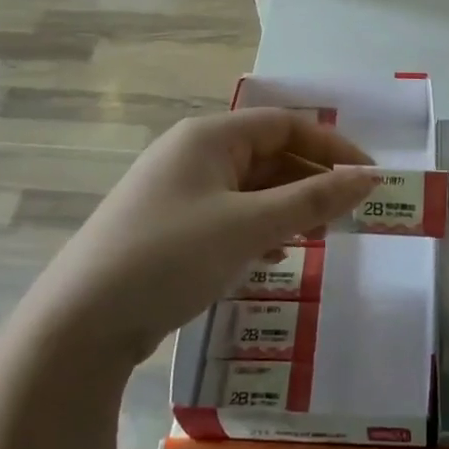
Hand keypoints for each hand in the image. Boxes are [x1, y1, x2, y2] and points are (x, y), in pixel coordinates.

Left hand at [32, 108, 376, 366]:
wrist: (79, 324)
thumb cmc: (170, 257)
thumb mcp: (249, 226)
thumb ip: (313, 200)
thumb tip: (369, 178)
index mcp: (209, 136)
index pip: (285, 124)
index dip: (332, 148)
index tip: (368, 178)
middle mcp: (192, 154)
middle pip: (267, 154)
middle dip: (311, 181)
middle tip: (347, 214)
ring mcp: (177, 192)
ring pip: (249, 188)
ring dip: (288, 207)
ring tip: (320, 236)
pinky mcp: (169, 227)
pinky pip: (229, 215)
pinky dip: (258, 229)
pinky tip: (274, 257)